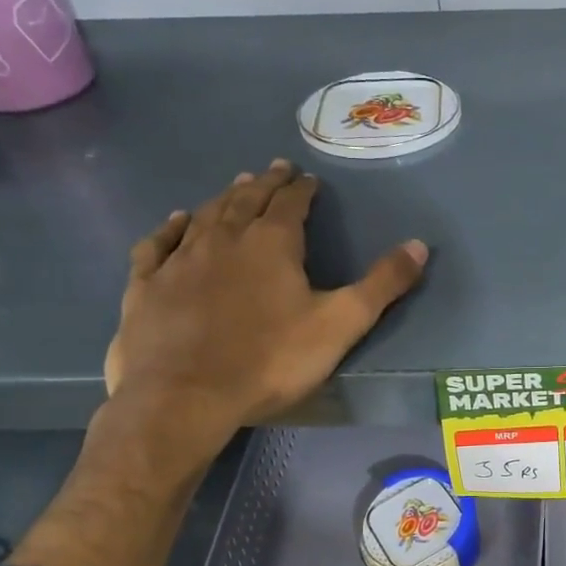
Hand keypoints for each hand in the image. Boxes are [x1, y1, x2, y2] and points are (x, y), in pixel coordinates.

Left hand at [103, 160, 426, 469]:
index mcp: (271, 244)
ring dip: (224, 198)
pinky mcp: (147, 285)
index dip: (302, 189)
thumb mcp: (340, 324)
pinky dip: (171, 228)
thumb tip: (419, 244)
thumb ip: (382, 285)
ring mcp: (180, 260)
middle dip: (265, 183)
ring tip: (236, 186)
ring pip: (205, 216)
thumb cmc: (270, 361)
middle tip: (274, 169)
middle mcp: (224, 239)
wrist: (184, 396)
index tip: (308, 178)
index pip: (290, 203)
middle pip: (246, 200)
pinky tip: (176, 221)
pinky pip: (159, 244)